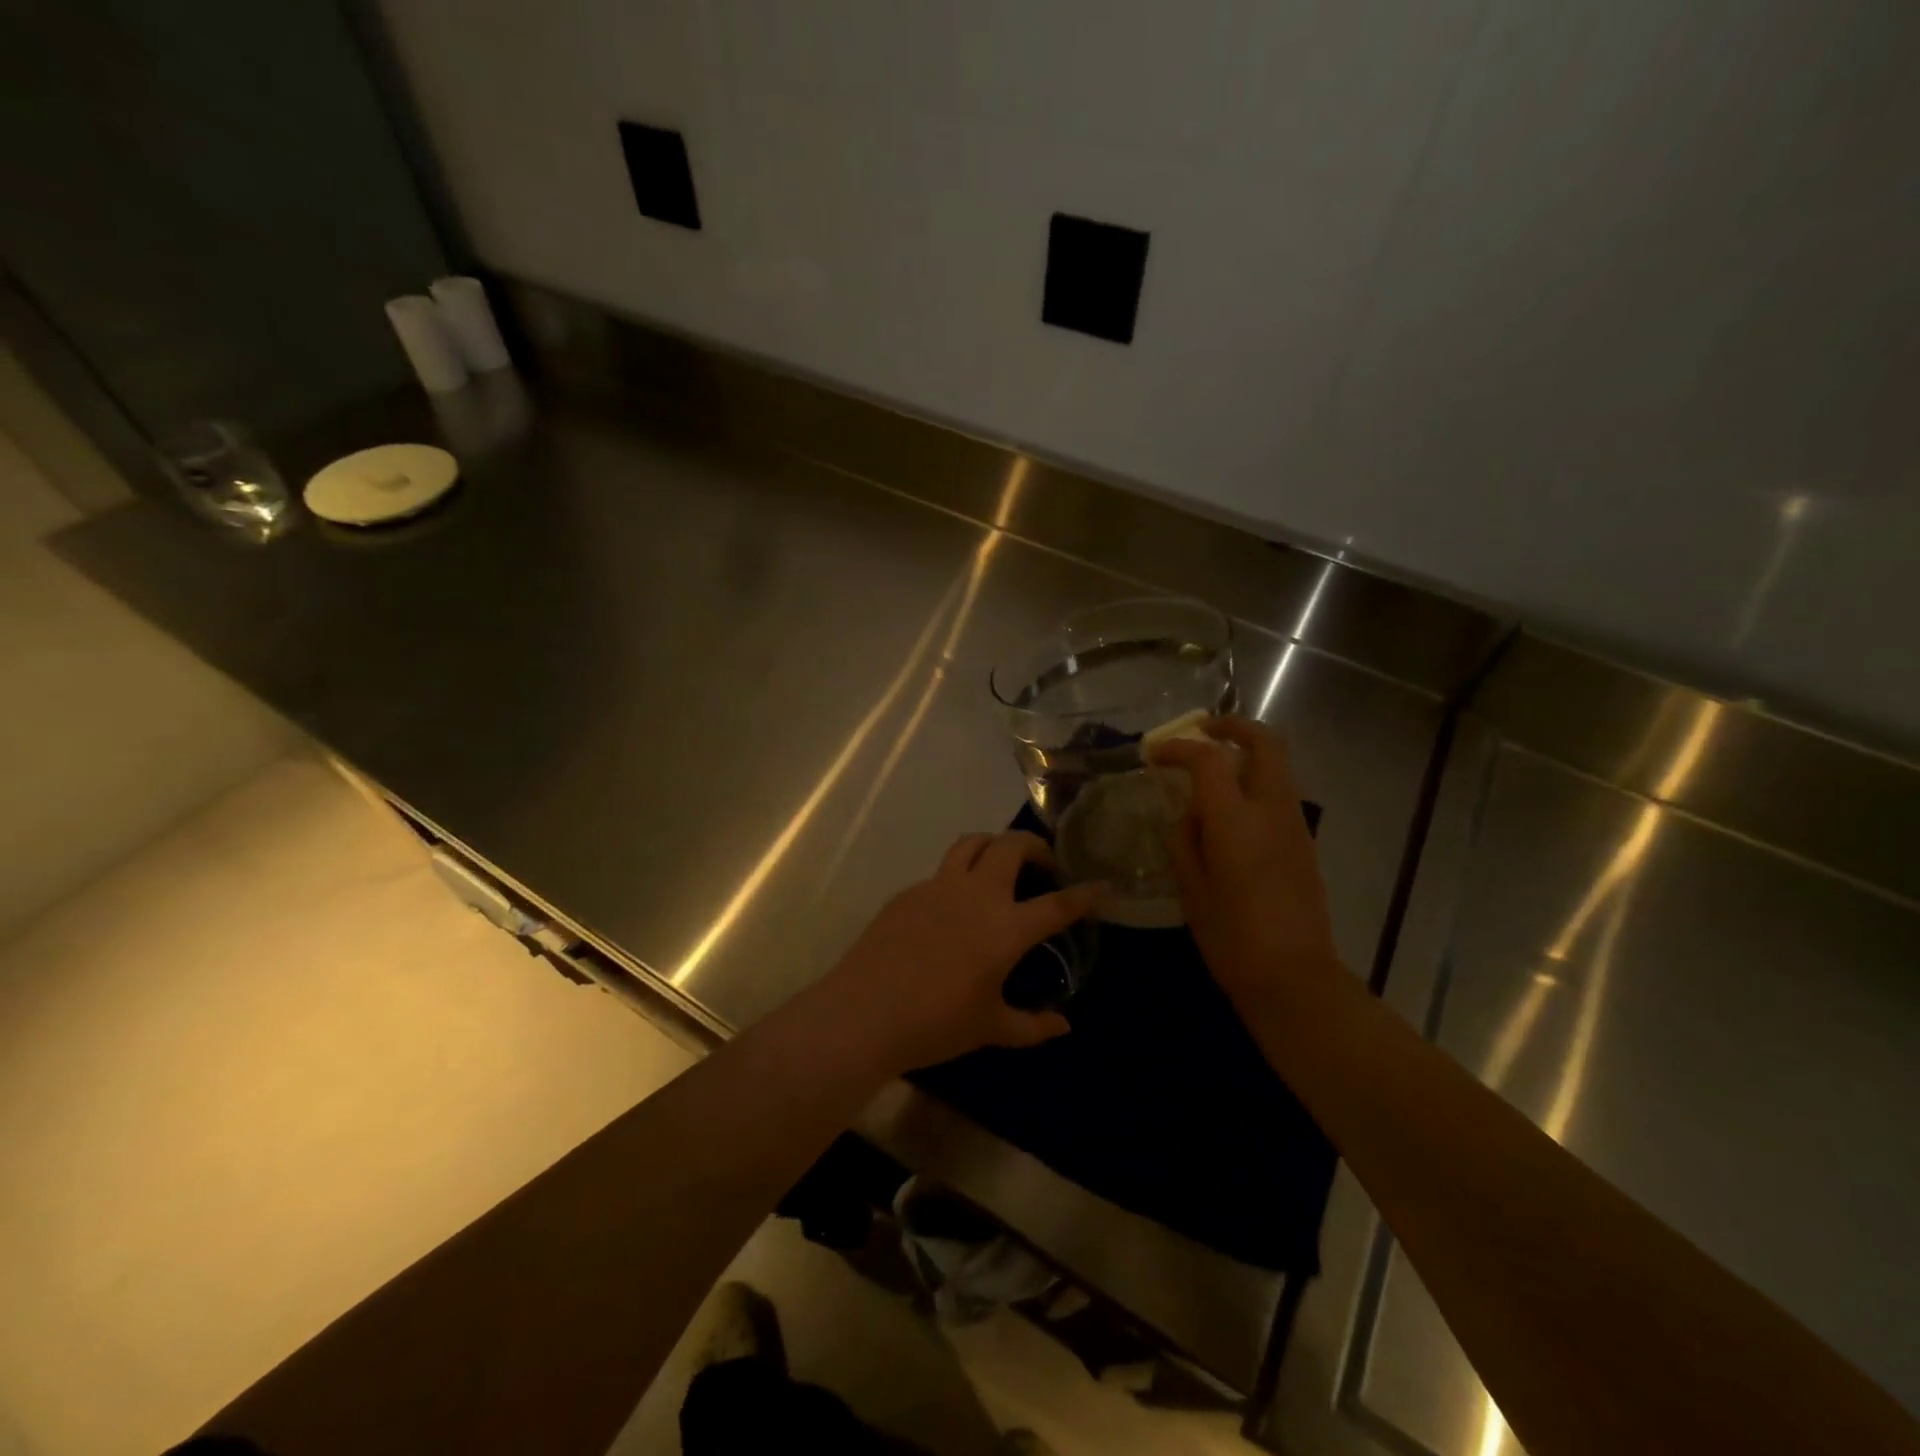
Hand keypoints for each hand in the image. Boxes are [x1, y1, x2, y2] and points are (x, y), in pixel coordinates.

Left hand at [818, 831, 1103, 1074]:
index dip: (1085, 894)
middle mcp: (977, 895)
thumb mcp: (991, 1029)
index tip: (1102, 886)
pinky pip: (942, 870)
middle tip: (1044, 866)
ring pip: (973, 843)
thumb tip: (1063, 1026)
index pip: (1057, 903)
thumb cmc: (935, 1024)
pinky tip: (955, 906)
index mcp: (1006, 927)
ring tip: (1001, 865)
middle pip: (1012, 845)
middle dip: (1036, 846)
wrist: (864, 1012)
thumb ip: (1032, 1026)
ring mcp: (939, 886)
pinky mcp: (910, 892)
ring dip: (995, 845)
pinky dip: (960, 875)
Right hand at [1151, 718, 1342, 1009]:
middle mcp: (1272, 810)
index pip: (1208, 759)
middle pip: (1265, 742)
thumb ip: (1184, 840)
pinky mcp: (1305, 843)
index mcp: (1236, 820)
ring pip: (1278, 765)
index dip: (1178, 748)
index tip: (1154, 755)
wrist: (1294, 979)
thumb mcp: (1190, 889)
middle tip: (1202, 730)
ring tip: (1211, 772)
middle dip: (1232, 727)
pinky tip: (1230, 811)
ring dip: (1246, 755)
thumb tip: (1188, 816)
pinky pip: (1280, 794)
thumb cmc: (1231, 937)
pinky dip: (1256, 783)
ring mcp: (1295, 825)